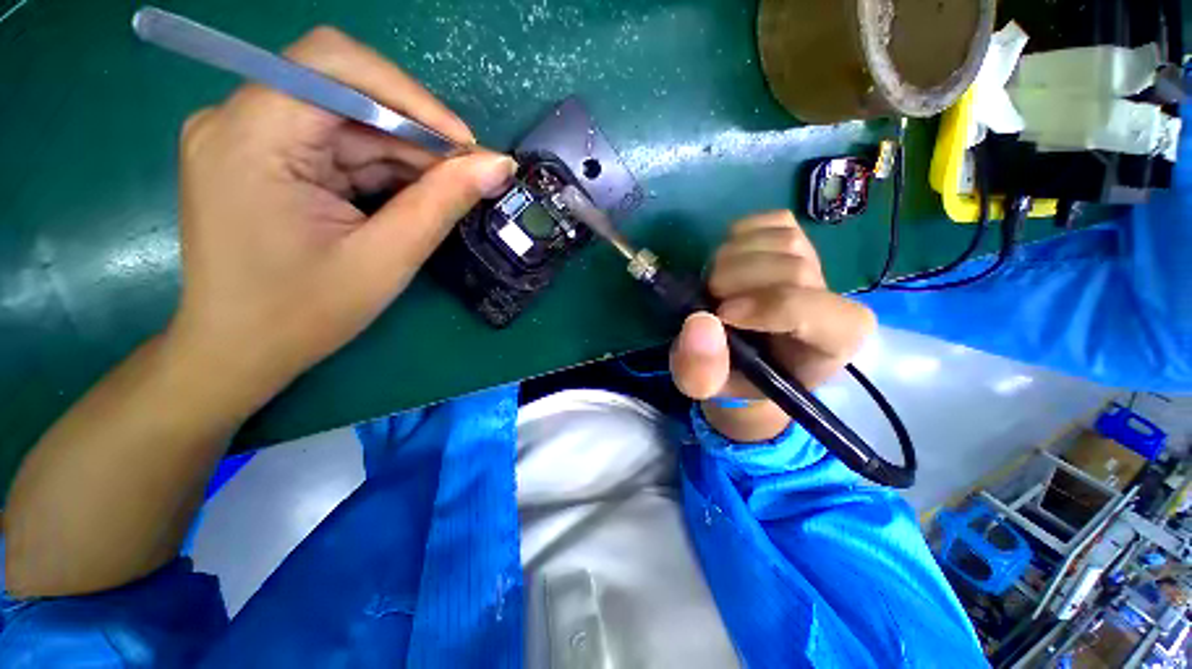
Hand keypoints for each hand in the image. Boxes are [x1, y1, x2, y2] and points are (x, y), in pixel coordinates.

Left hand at [169, 27, 515, 394]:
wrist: (238, 352)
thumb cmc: (303, 314)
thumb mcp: (386, 258)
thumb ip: (442, 203)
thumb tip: (498, 165)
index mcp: (250, 136)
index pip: (334, 64)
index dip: (410, 95)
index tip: (464, 145)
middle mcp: (237, 119)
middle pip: (342, 90)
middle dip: (414, 130)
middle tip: (466, 173)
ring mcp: (245, 137)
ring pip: (344, 120)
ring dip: (403, 153)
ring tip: (446, 190)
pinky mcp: (258, 157)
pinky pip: (333, 144)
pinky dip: (379, 166)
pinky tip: (411, 195)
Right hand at [669, 211, 874, 440]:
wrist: (746, 359)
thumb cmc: (734, 377)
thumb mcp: (707, 387)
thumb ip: (701, 371)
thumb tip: (699, 321)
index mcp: (827, 344)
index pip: (816, 312)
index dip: (766, 307)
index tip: (722, 315)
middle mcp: (832, 300)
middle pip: (792, 269)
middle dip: (736, 280)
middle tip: (708, 299)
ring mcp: (816, 266)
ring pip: (783, 240)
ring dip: (733, 257)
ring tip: (715, 284)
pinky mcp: (796, 243)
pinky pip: (775, 221)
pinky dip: (743, 233)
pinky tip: (730, 259)